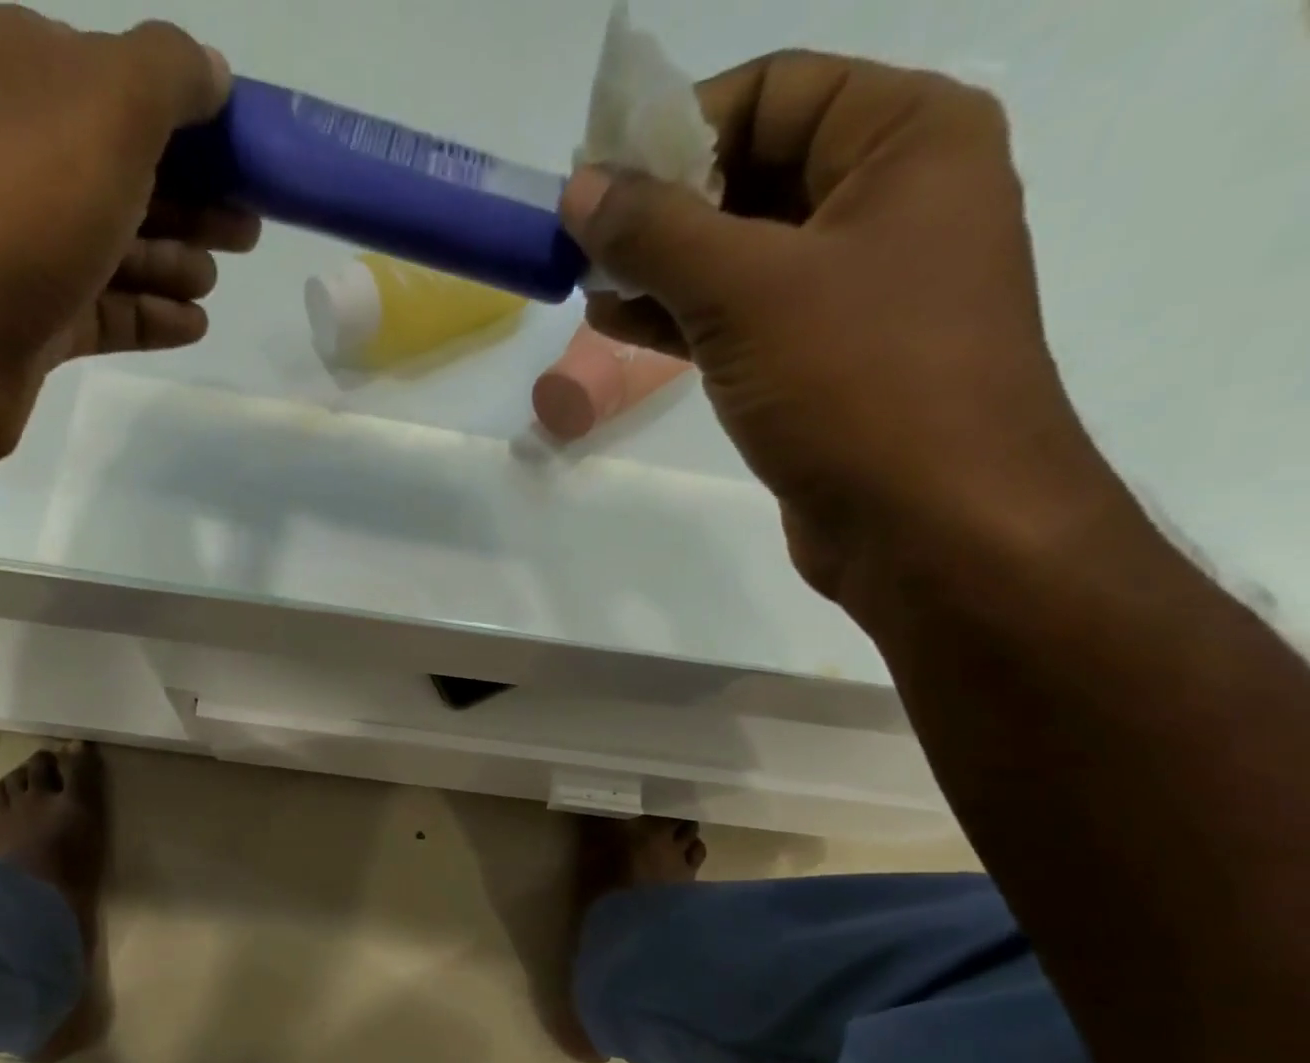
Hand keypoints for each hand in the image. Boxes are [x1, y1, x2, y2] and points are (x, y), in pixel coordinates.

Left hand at [0, 6, 257, 469]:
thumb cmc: (19, 201)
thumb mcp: (107, 103)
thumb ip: (168, 75)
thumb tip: (211, 71)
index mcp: (26, 73)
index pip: (126, 87)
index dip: (198, 126)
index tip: (254, 165)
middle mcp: (16, 151)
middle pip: (125, 173)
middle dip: (194, 201)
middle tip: (248, 231)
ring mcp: (19, 245)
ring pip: (114, 248)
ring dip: (172, 262)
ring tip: (213, 282)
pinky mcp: (28, 322)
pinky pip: (104, 312)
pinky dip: (149, 316)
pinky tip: (193, 326)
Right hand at [560, 53, 1120, 603]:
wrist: (929, 523)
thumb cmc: (856, 381)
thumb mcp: (746, 291)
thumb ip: (656, 233)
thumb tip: (579, 190)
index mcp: (906, 140)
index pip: (774, 93)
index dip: (678, 129)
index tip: (598, 180)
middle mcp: (890, 201)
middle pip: (754, 172)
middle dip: (663, 208)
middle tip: (583, 241)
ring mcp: (857, 290)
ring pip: (741, 255)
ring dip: (662, 268)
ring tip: (587, 287)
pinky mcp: (823, 363)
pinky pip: (743, 318)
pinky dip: (681, 318)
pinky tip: (619, 325)